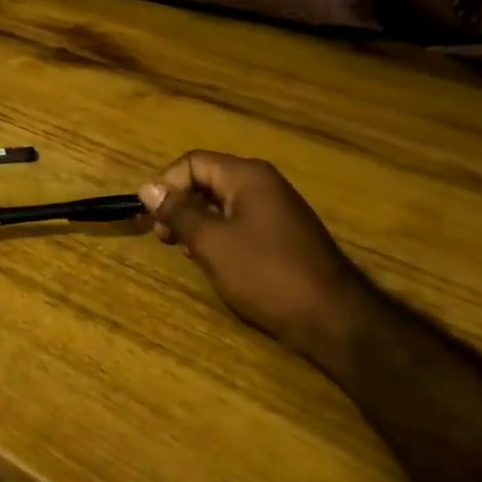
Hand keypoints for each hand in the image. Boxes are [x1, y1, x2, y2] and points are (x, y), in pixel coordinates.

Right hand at [138, 151, 372, 371]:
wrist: (334, 318)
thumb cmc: (266, 274)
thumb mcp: (212, 243)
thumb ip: (178, 212)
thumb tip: (147, 188)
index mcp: (247, 176)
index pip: (193, 162)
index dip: (167, 185)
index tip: (154, 219)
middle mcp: (263, 184)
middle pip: (207, 180)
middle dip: (181, 205)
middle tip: (167, 240)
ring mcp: (277, 209)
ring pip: (222, 204)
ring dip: (198, 224)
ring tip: (189, 253)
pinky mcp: (284, 235)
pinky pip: (241, 223)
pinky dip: (220, 236)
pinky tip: (217, 263)